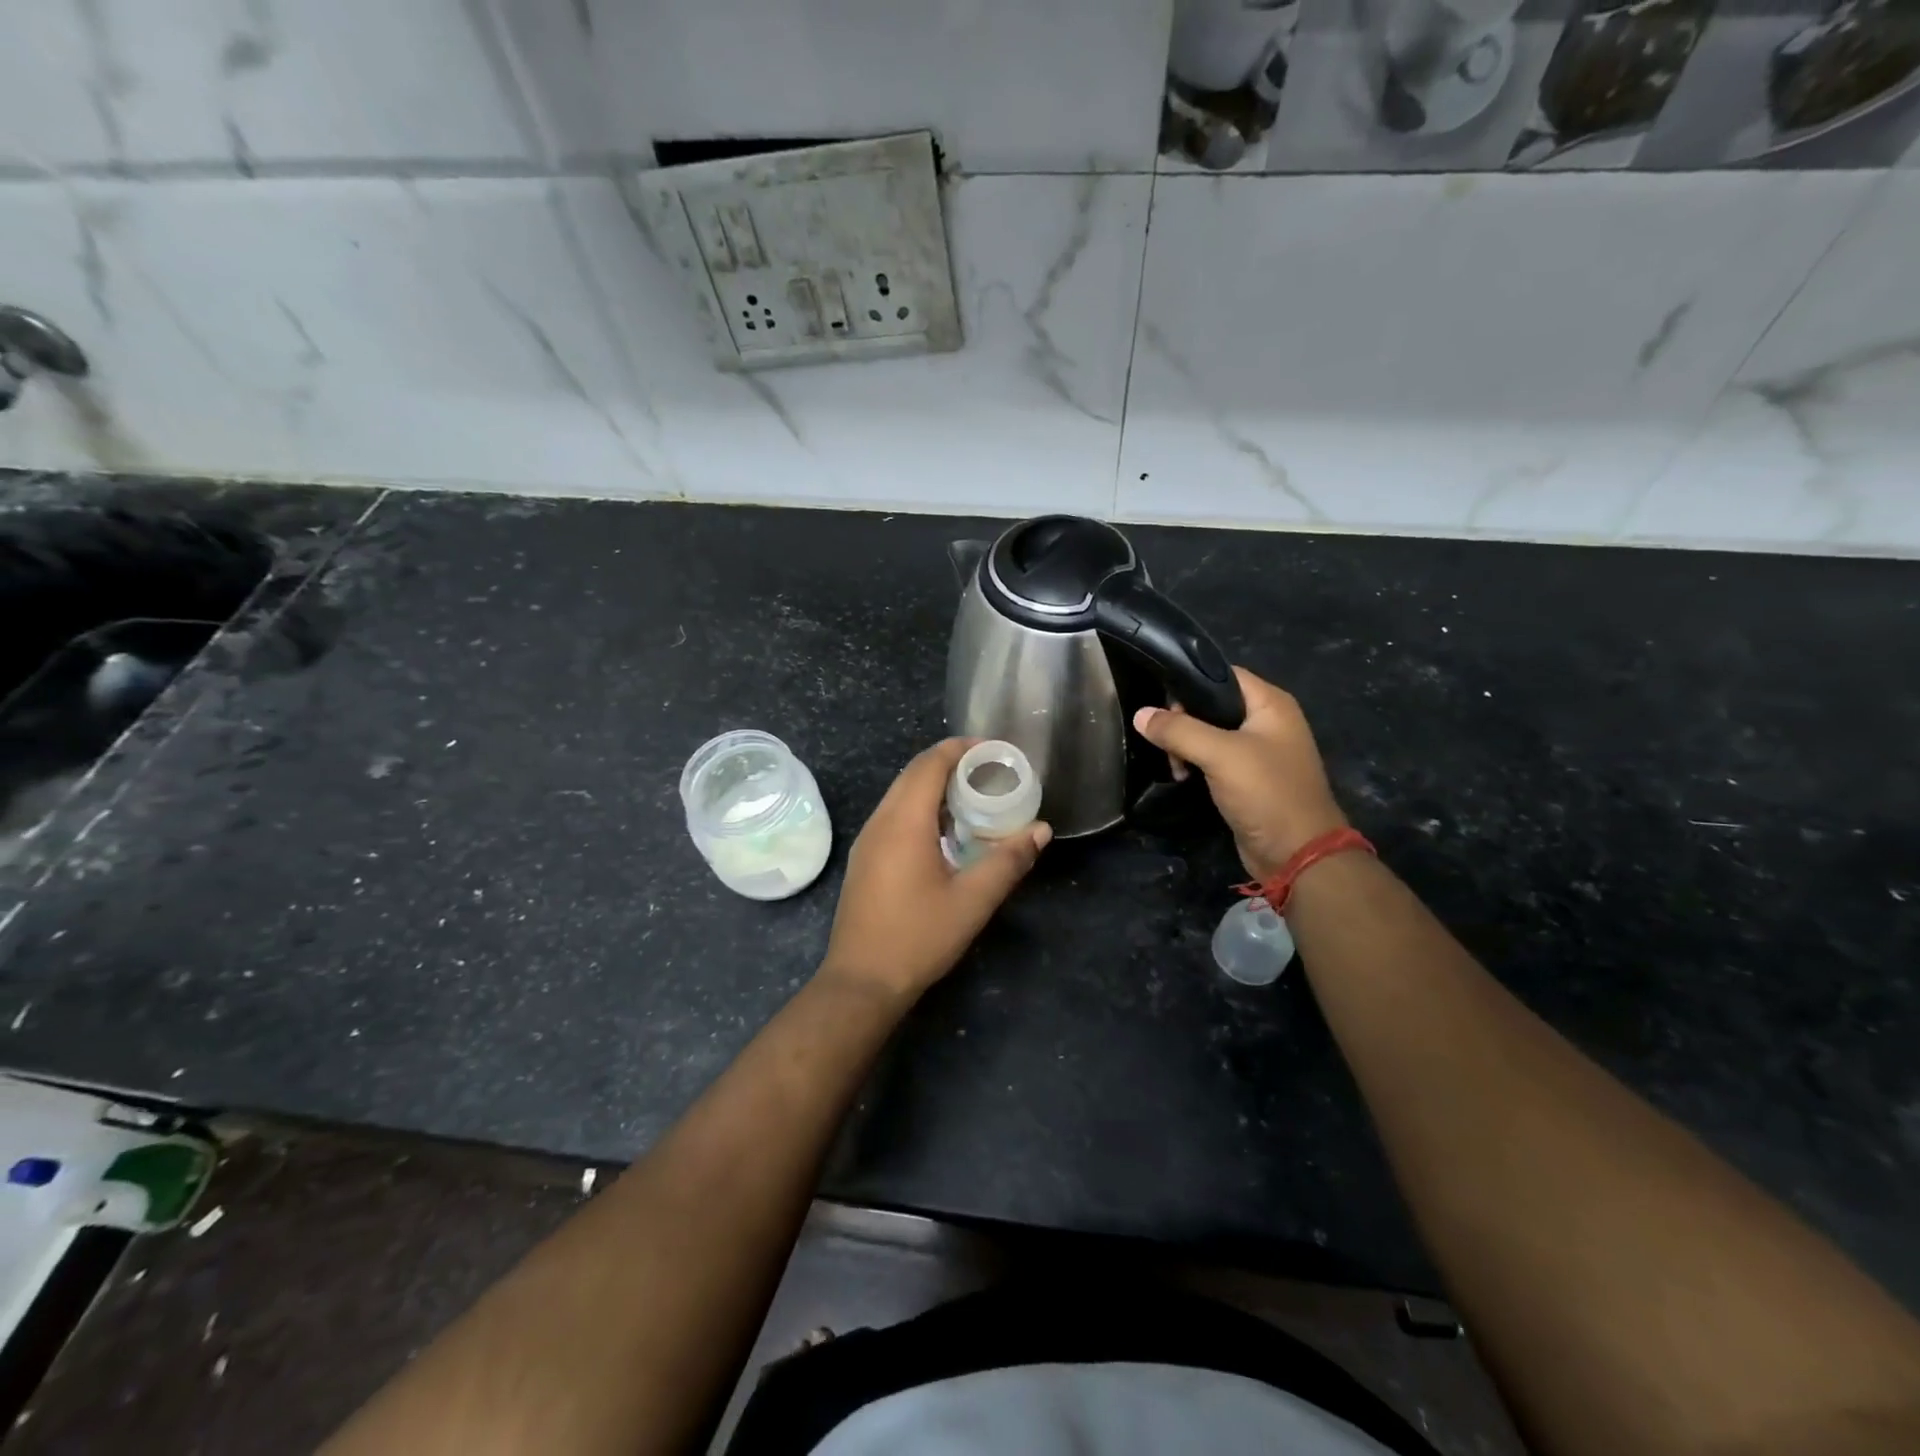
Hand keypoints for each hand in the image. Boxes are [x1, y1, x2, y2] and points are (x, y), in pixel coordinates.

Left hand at [820, 739, 1050, 1001]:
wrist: (861, 981)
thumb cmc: (918, 937)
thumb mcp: (972, 901)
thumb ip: (1008, 861)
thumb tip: (1041, 830)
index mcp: (904, 821)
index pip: (930, 763)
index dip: (961, 749)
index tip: (995, 751)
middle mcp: (880, 821)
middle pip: (913, 773)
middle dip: (951, 764)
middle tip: (991, 772)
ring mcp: (867, 840)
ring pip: (901, 794)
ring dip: (935, 786)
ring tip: (974, 797)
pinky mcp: (865, 858)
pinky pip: (894, 815)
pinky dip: (921, 807)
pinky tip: (946, 831)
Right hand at [1134, 667, 1346, 879]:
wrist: (1297, 854)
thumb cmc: (1265, 793)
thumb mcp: (1220, 755)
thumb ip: (1178, 730)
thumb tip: (1140, 714)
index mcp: (1271, 704)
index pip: (1222, 674)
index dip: (1190, 684)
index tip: (1161, 705)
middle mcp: (1267, 721)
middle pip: (1212, 704)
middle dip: (1183, 722)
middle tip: (1168, 745)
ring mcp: (1259, 751)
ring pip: (1209, 734)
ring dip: (1186, 746)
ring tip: (1177, 768)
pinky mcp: (1248, 778)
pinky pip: (1214, 759)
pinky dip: (1196, 764)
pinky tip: (1184, 778)